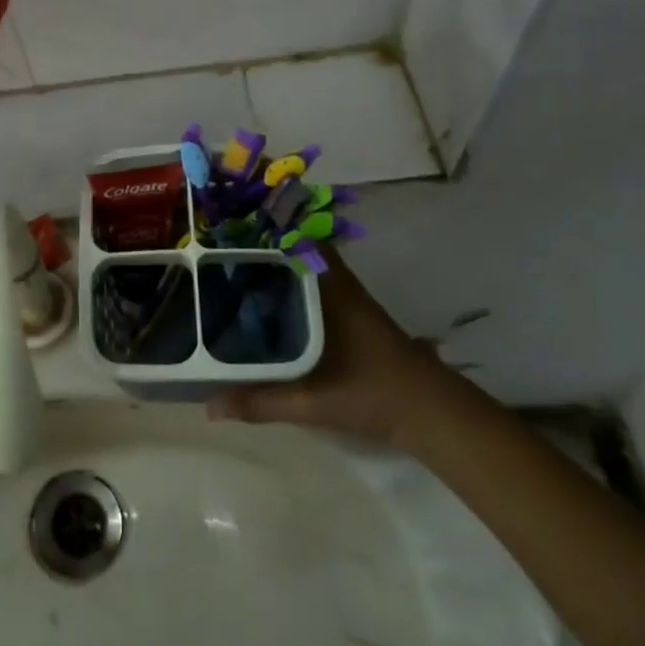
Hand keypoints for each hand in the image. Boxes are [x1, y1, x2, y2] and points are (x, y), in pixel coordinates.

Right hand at [206, 250, 457, 446]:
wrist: (434, 416)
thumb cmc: (373, 394)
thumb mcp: (312, 402)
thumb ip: (261, 402)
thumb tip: (210, 406)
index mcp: (330, 290)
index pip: (296, 242)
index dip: (266, 231)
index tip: (232, 229)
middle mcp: (339, 286)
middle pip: (298, 253)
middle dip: (265, 250)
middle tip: (224, 254)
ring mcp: (350, 302)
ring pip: (309, 272)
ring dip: (281, 271)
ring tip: (239, 276)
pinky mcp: (356, 320)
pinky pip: (317, 291)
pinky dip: (295, 291)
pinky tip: (273, 309)